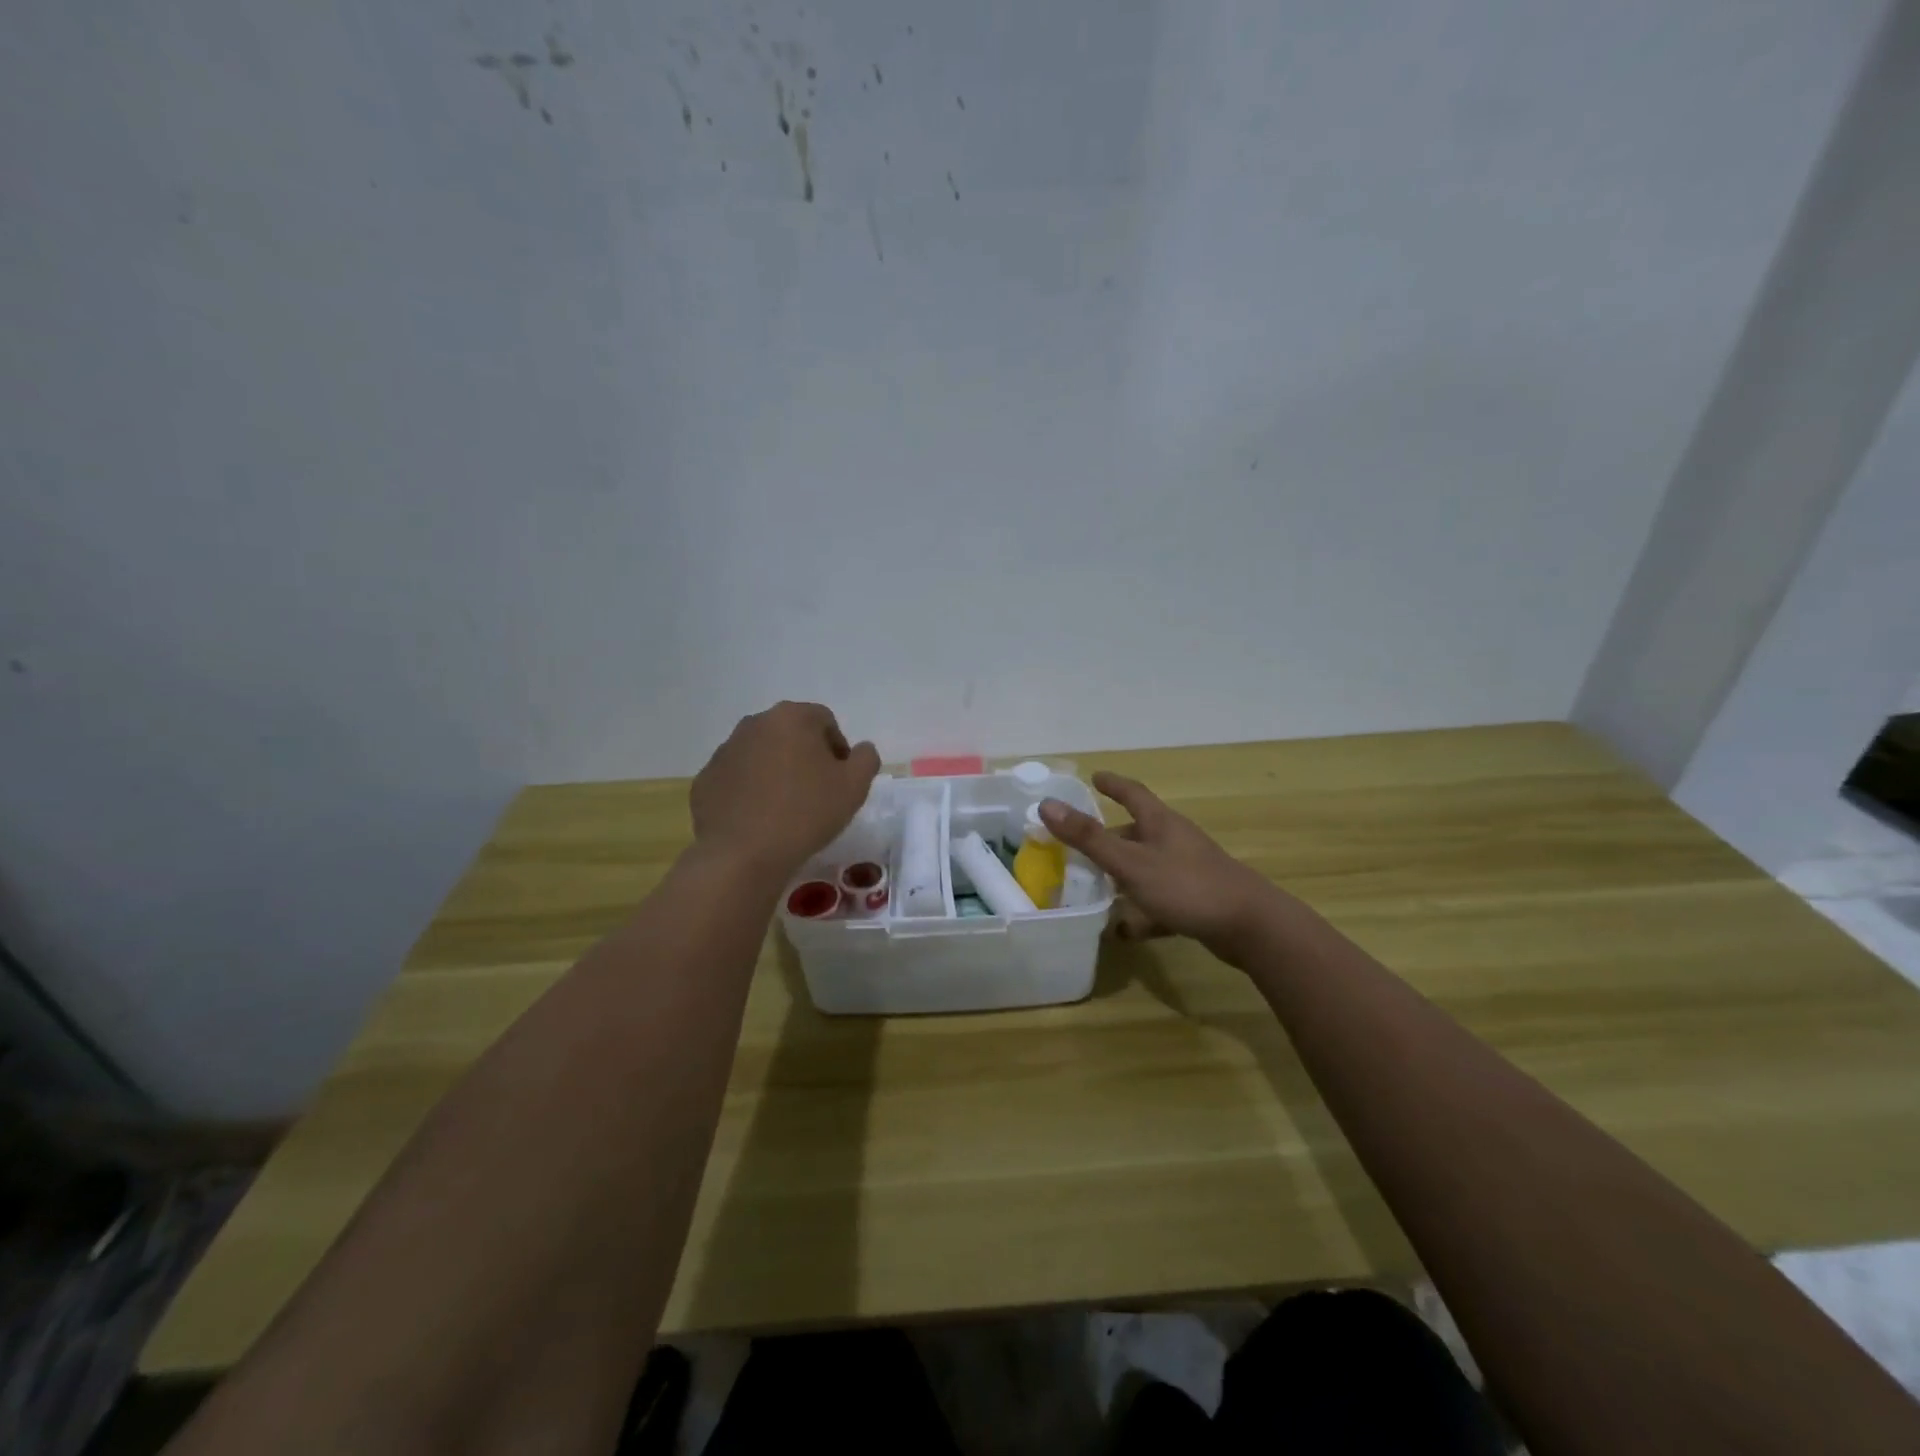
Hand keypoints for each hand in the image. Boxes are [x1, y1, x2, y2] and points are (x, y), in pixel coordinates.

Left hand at [691, 702, 880, 876]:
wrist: (743, 854)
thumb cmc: (806, 813)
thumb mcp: (855, 787)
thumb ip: (866, 759)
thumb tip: (860, 750)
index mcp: (791, 718)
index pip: (824, 721)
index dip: (838, 748)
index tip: (841, 779)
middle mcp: (754, 723)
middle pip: (790, 733)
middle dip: (805, 756)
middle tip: (817, 792)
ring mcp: (725, 750)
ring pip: (761, 754)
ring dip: (776, 771)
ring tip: (786, 808)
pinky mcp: (706, 779)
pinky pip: (737, 778)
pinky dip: (750, 790)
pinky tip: (759, 818)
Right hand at [1039, 771, 1281, 965]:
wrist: (1251, 927)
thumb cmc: (1187, 886)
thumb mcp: (1131, 863)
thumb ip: (1089, 838)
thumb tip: (1046, 805)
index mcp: (1160, 823)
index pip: (1132, 792)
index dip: (1112, 784)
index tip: (1094, 777)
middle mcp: (1175, 841)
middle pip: (1137, 831)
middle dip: (1109, 836)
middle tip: (1078, 844)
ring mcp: (1189, 870)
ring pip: (1147, 866)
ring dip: (1122, 873)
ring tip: (1093, 885)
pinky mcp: (1197, 900)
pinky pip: (1159, 898)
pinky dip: (1140, 910)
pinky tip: (1125, 930)